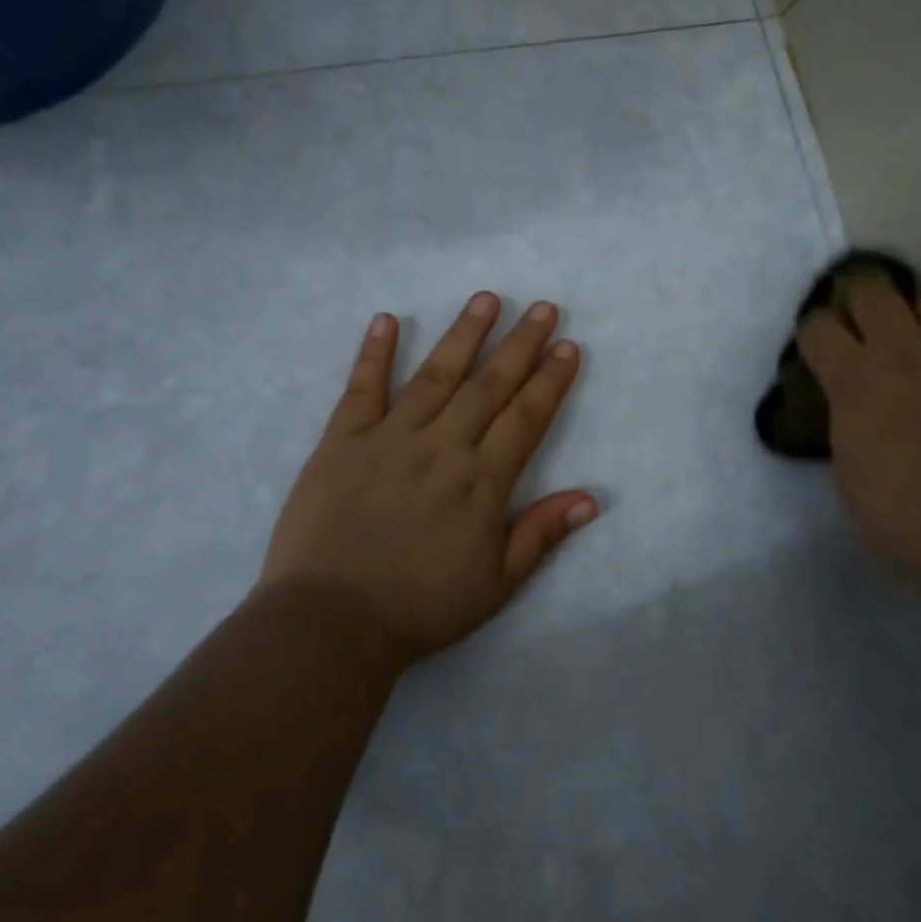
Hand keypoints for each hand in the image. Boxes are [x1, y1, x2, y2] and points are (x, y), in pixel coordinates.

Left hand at [261, 293, 596, 662]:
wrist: (330, 623)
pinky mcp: (342, 441)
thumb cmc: (420, 607)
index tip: (567, 346)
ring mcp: (389, 438)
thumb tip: (590, 498)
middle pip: (489, 386)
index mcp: (481, 482)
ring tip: (487, 298)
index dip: (550, 380)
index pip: (526, 417)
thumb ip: (540, 535)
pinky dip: (374, 353)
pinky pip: (361, 389)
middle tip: (544, 307)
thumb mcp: (495, 585)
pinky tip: (387, 319)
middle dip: (520, 344)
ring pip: (435, 375)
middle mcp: (441, 447)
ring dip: (463, 334)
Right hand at [798, 279, 920, 577]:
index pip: (817, 325)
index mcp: (851, 377)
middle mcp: (900, 348)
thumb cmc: (895, 514)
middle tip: (872, 329)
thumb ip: (845, 415)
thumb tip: (852, 401)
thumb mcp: (845, 462)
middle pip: (871, 288)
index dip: (816, 336)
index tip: (823, 351)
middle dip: (863, 303)